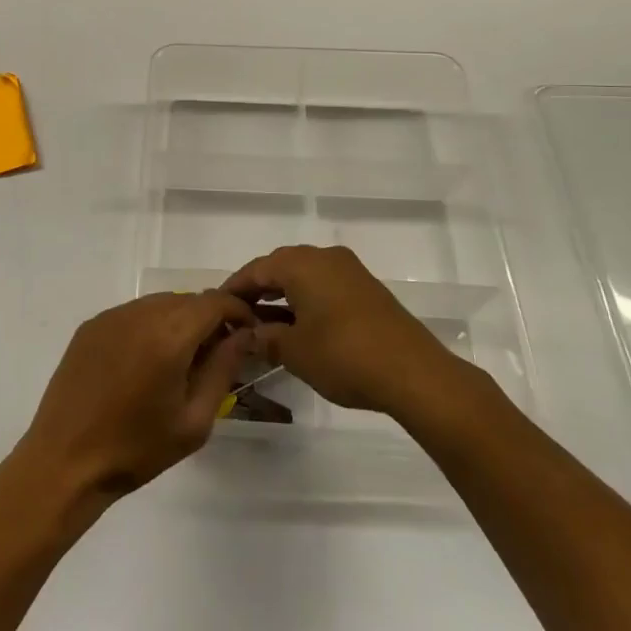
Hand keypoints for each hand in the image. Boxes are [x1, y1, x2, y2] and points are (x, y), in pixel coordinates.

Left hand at [19, 292, 256, 501]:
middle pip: (188, 299)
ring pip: (160, 303)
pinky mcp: (91, 325)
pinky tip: (146, 361)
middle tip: (218, 352)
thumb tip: (242, 335)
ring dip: (179, 320)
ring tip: (182, 359)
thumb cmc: (136, 449)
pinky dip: (150, 325)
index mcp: (169, 335)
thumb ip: (222, 369)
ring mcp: (112, 316)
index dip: (237, 312)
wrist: (65, 462)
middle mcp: (140, 313)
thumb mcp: (194, 420)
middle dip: (209, 318)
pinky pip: (133, 313)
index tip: (248, 333)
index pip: (215, 302)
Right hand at [223, 245, 448, 413]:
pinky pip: (324, 287)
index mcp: (302, 263)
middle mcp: (324, 257)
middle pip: (280, 267)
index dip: (234, 288)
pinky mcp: (366, 290)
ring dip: (282, 297)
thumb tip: (248, 335)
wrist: (413, 373)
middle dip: (257, 291)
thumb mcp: (295, 352)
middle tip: (238, 316)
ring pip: (304, 277)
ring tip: (263, 325)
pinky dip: (305, 302)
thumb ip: (265, 338)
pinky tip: (298, 327)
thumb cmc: (344, 356)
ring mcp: (349, 271)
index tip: (217, 307)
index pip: (256, 269)